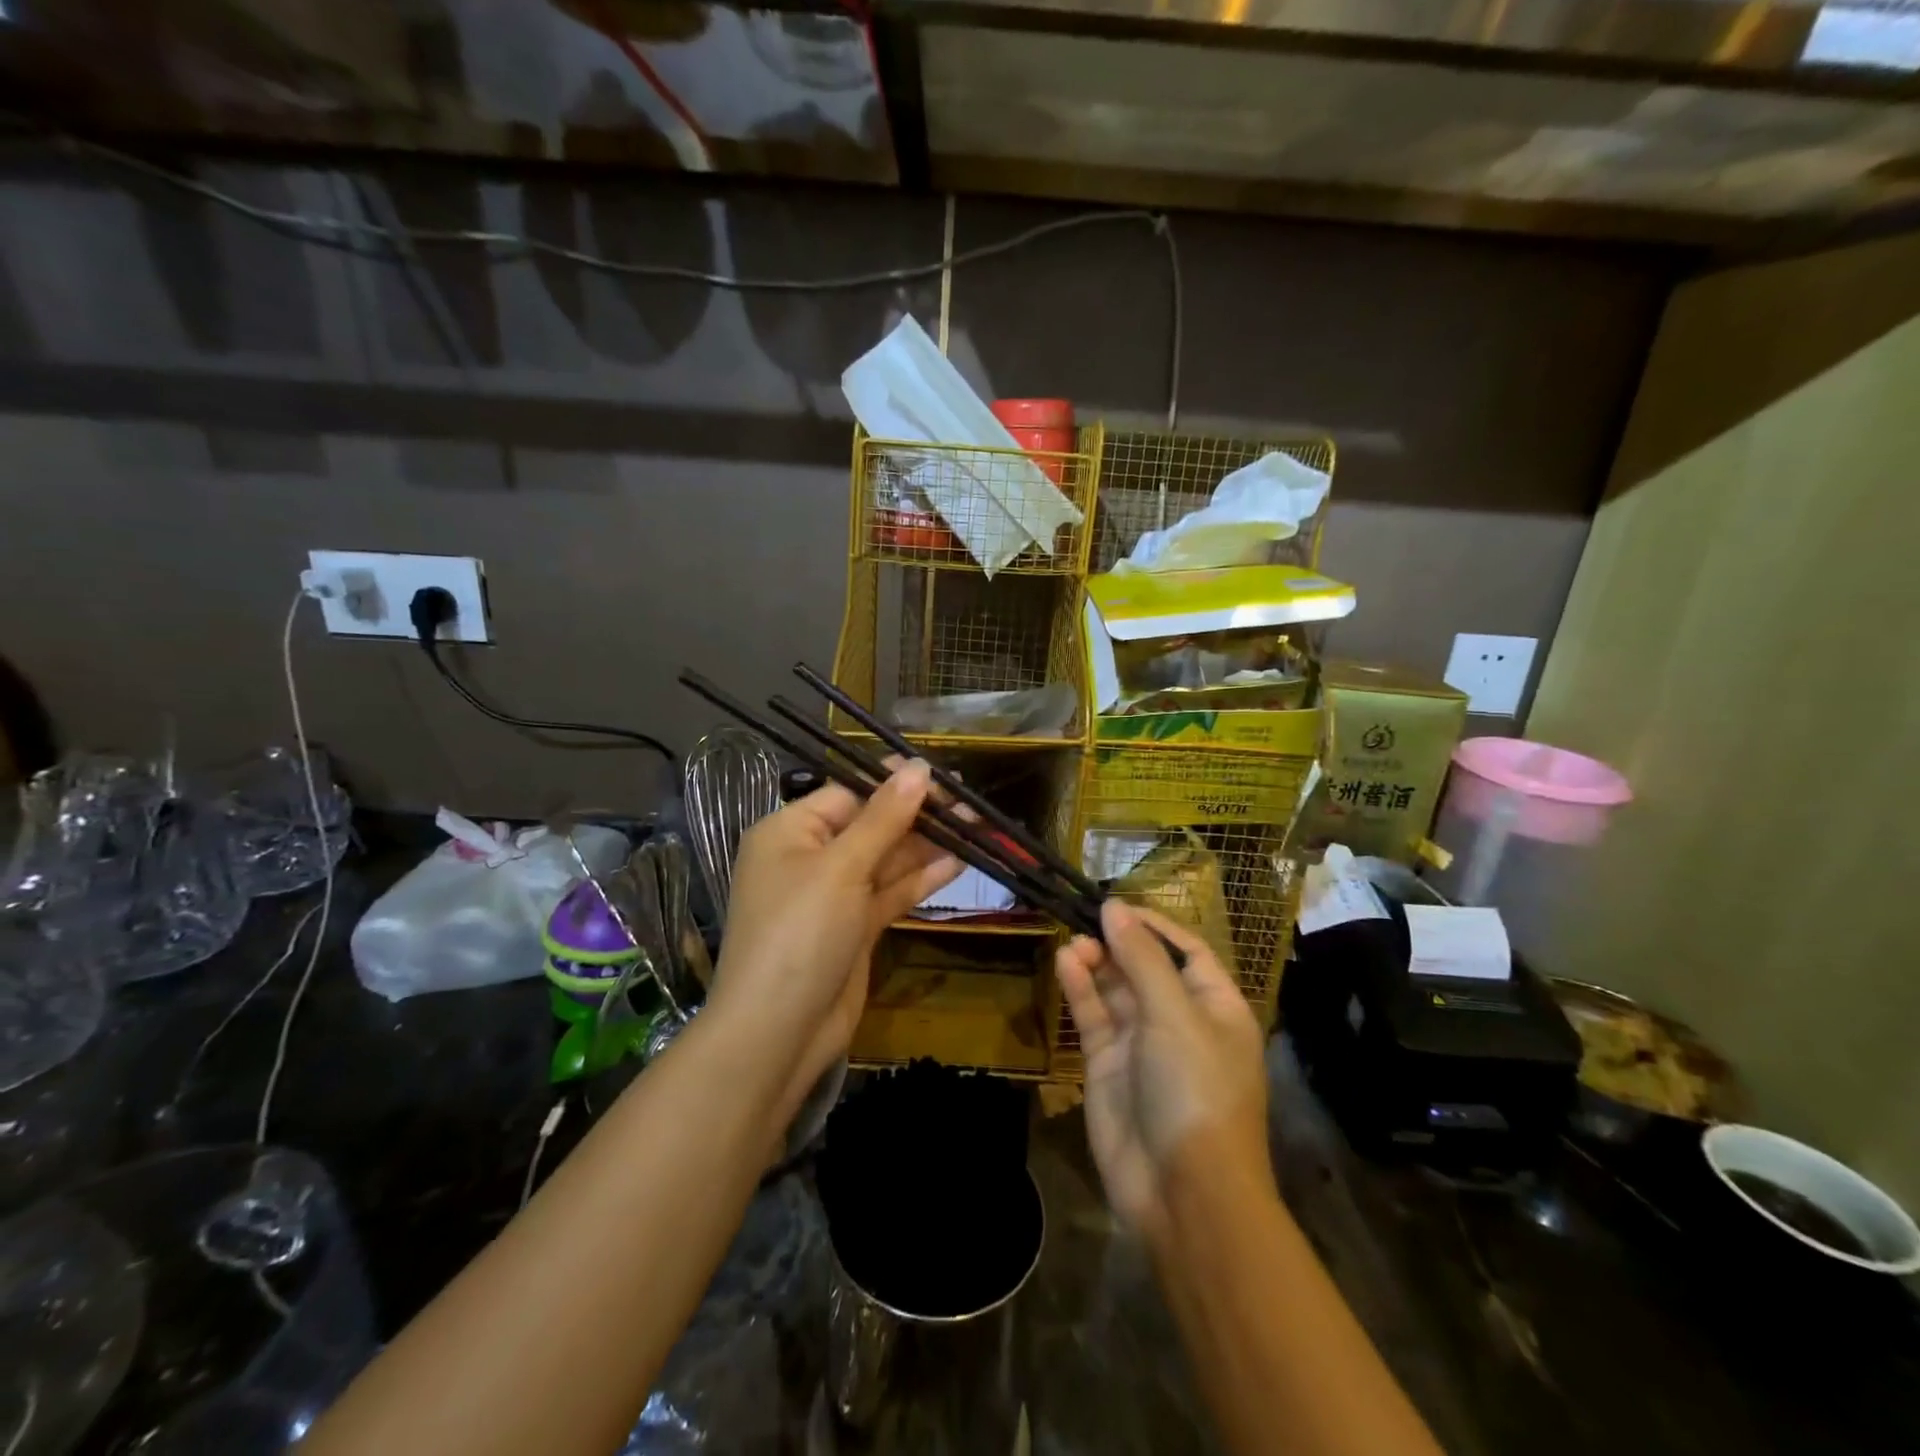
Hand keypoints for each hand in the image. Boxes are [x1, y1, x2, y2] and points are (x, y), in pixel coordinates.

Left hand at [706, 761, 960, 1123]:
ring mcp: (833, 896)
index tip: (942, 777)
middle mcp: (809, 858)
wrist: (778, 1033)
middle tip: (971, 808)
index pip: (848, 793)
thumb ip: (883, 818)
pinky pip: (889, 893)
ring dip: (925, 847)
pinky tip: (957, 865)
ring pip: (885, 860)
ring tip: (976, 831)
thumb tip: (918, 767)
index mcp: (790, 832)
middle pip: (870, 825)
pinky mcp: (853, 928)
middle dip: (917, 816)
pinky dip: (919, 880)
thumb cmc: (800, 933)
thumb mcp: (841, 868)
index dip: (894, 784)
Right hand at [1055, 902, 1271, 1244]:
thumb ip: (1141, 958)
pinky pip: (1095, 1017)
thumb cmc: (1196, 1089)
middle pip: (1146, 966)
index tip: (1117, 905)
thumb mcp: (1174, 1015)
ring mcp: (1143, 1044)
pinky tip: (1064, 963)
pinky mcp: (1110, 1066)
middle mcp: (1180, 1020)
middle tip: (1083, 918)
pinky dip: (1081, 989)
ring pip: (1116, 989)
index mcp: (1215, 1007)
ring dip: (1096, 962)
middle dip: (1118, 942)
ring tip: (1073, 941)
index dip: (1154, 925)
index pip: (1186, 950)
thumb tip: (1114, 908)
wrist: (1184, 1192)